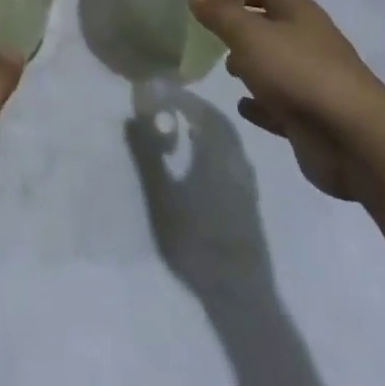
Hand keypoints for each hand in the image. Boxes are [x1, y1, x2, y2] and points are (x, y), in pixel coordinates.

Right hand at [125, 88, 270, 291]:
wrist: (239, 295)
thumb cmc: (195, 240)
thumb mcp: (162, 195)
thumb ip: (147, 153)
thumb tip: (134, 115)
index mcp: (218, 152)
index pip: (200, 110)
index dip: (179, 97)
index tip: (157, 91)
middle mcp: (237, 160)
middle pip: (218, 122)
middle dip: (193, 108)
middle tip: (167, 106)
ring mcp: (247, 183)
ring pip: (227, 141)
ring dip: (205, 128)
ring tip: (180, 130)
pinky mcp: (250, 203)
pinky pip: (231, 159)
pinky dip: (213, 148)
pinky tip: (199, 162)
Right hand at [192, 0, 384, 199]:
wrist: (353, 138)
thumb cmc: (297, 71)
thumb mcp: (249, 35)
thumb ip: (220, 14)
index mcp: (299, 12)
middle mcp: (307, 41)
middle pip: (270, 26)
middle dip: (241, 28)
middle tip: (211, 35)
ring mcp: (312, 81)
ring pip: (275, 65)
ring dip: (251, 66)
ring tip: (226, 70)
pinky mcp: (311, 117)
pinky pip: (279, 105)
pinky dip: (261, 104)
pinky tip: (244, 106)